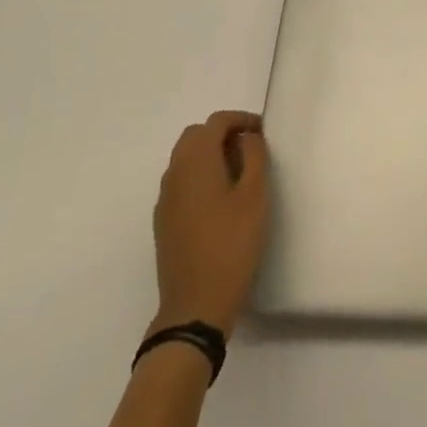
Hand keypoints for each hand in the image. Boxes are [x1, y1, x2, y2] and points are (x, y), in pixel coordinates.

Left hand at [151, 111, 269, 337]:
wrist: (195, 306)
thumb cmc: (231, 245)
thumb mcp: (255, 195)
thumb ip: (253, 156)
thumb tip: (247, 137)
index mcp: (196, 161)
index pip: (216, 122)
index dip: (241, 120)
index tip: (263, 132)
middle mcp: (174, 173)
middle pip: (196, 136)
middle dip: (223, 134)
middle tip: (250, 150)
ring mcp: (165, 199)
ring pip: (186, 159)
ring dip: (210, 155)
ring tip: (239, 174)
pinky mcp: (164, 222)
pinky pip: (181, 182)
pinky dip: (200, 177)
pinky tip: (220, 201)